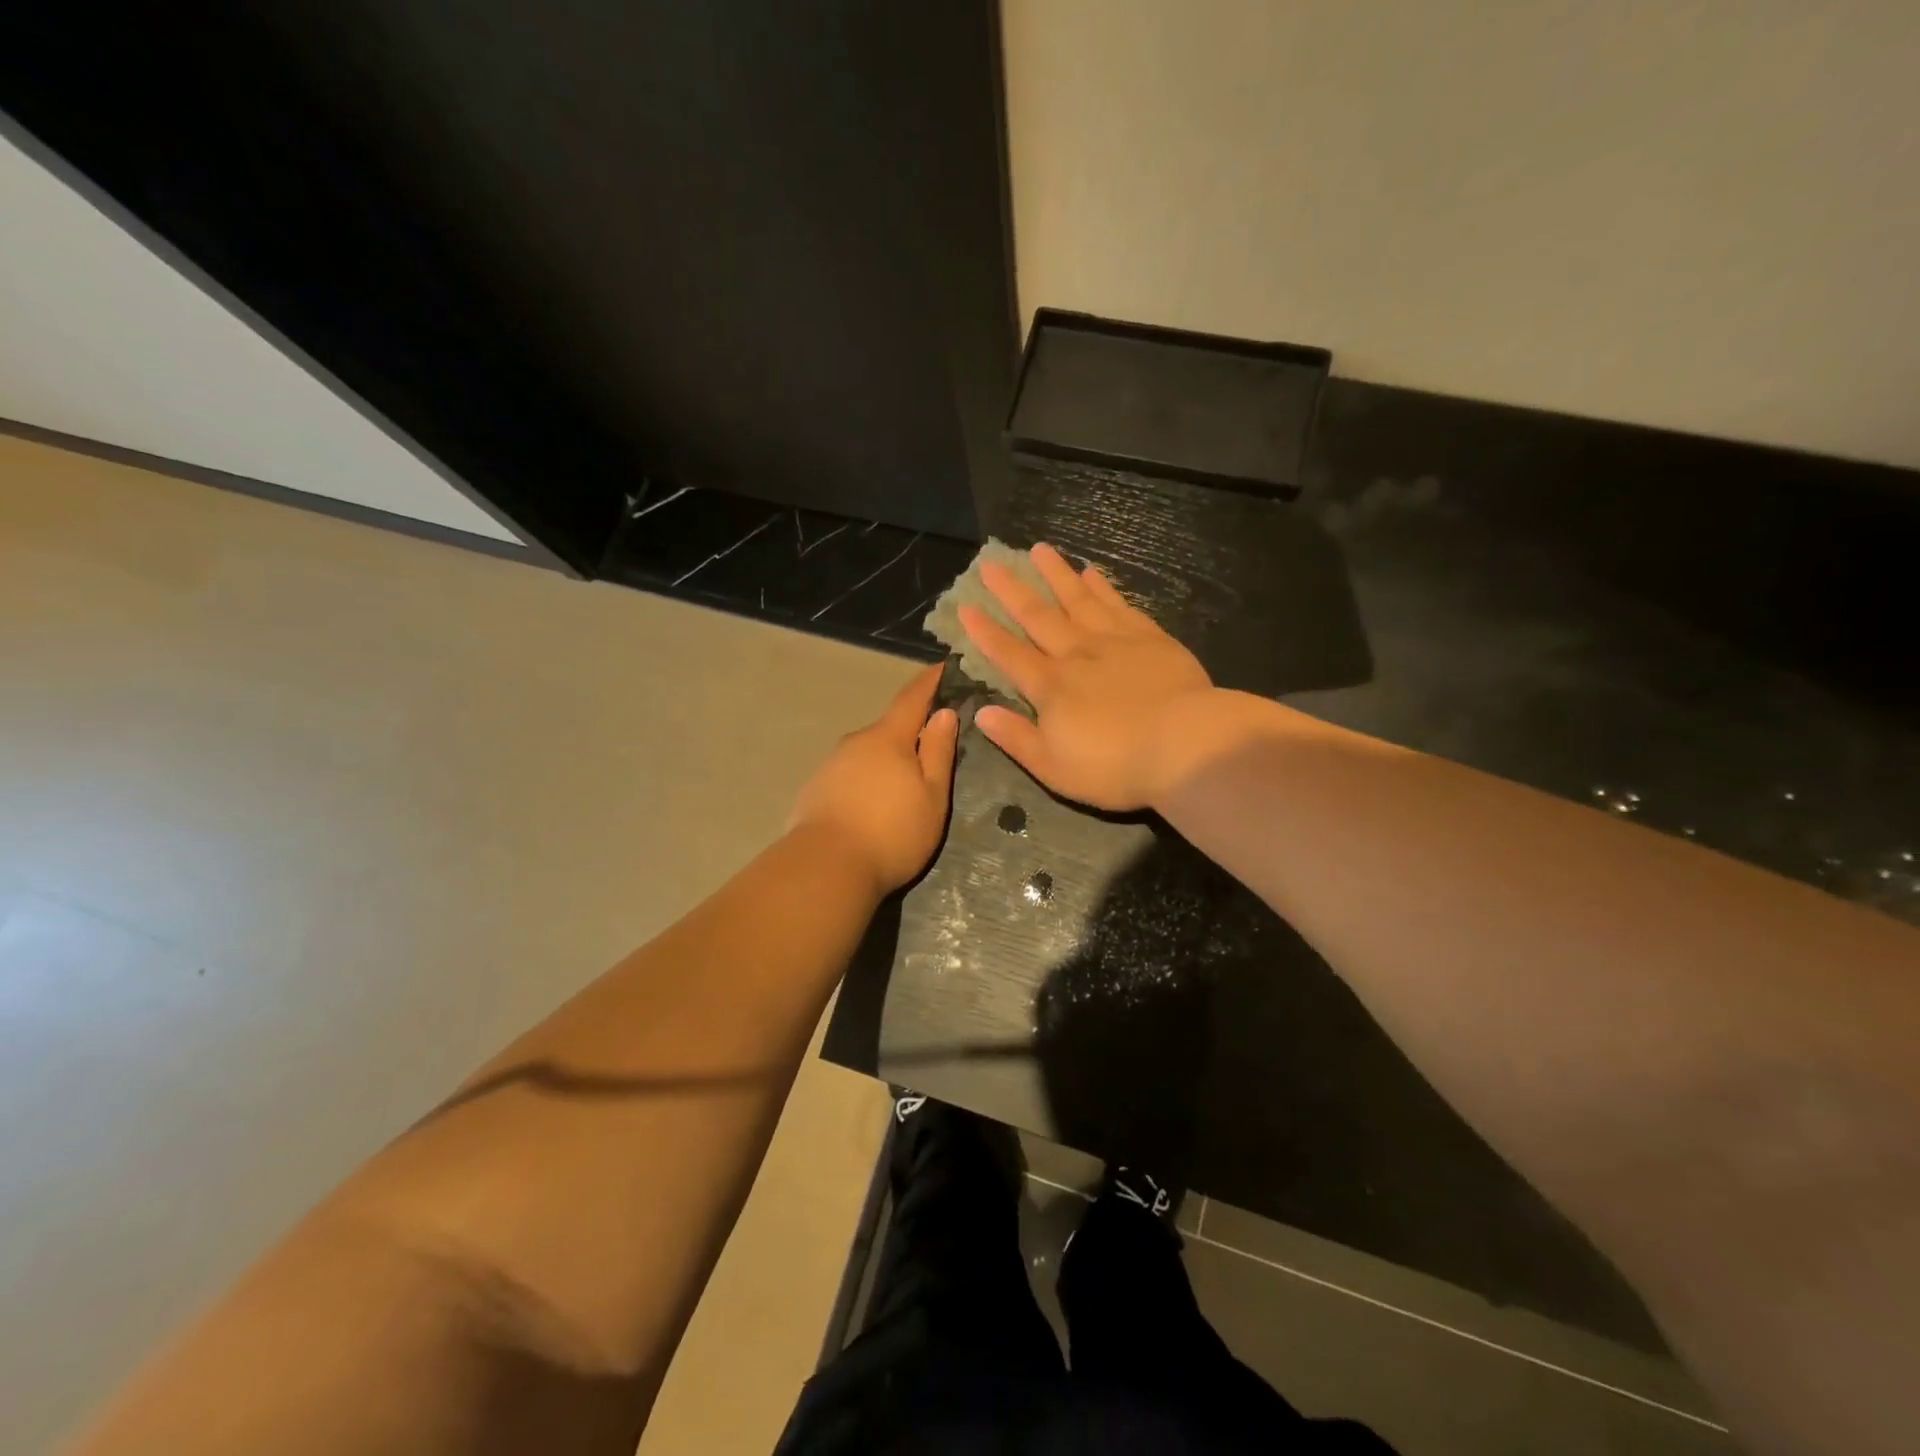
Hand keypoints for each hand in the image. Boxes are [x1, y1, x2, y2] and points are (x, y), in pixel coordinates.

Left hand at [788, 665, 958, 893]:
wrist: (824, 869)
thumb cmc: (891, 832)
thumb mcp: (931, 795)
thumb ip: (938, 751)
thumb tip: (943, 712)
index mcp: (888, 738)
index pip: (912, 698)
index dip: (930, 681)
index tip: (944, 665)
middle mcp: (855, 742)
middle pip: (888, 729)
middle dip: (909, 734)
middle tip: (930, 752)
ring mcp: (830, 765)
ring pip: (867, 754)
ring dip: (885, 762)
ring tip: (901, 791)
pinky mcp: (814, 790)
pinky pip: (848, 776)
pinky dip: (865, 782)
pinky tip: (871, 808)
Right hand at [959, 543, 1215, 810]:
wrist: (1186, 745)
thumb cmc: (1115, 766)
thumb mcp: (1053, 768)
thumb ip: (1016, 738)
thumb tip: (981, 713)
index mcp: (1050, 687)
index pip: (1009, 653)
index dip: (985, 631)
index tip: (965, 606)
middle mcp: (1076, 654)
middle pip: (1038, 616)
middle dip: (1012, 590)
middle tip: (991, 564)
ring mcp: (1114, 641)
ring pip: (1078, 599)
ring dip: (1056, 574)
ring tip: (1040, 550)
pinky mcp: (1150, 638)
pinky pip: (1118, 605)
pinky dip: (1102, 587)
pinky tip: (1092, 573)